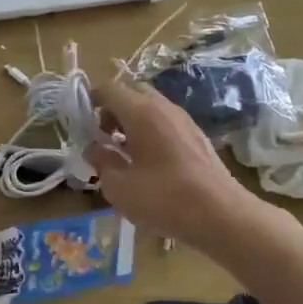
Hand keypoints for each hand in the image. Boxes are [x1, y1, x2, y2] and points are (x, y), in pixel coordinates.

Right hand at [86, 81, 262, 248]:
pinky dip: (151, 132)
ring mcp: (185, 121)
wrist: (221, 214)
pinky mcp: (197, 137)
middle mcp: (164, 108)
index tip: (81, 123)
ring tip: (123, 153)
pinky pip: (166, 122)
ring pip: (151, 107)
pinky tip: (148, 163)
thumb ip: (101, 162)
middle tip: (102, 136)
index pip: (109, 89)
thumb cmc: (164, 199)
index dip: (91, 101)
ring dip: (132, 122)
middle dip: (113, 109)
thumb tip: (94, 149)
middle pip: (132, 93)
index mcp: (142, 112)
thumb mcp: (119, 186)